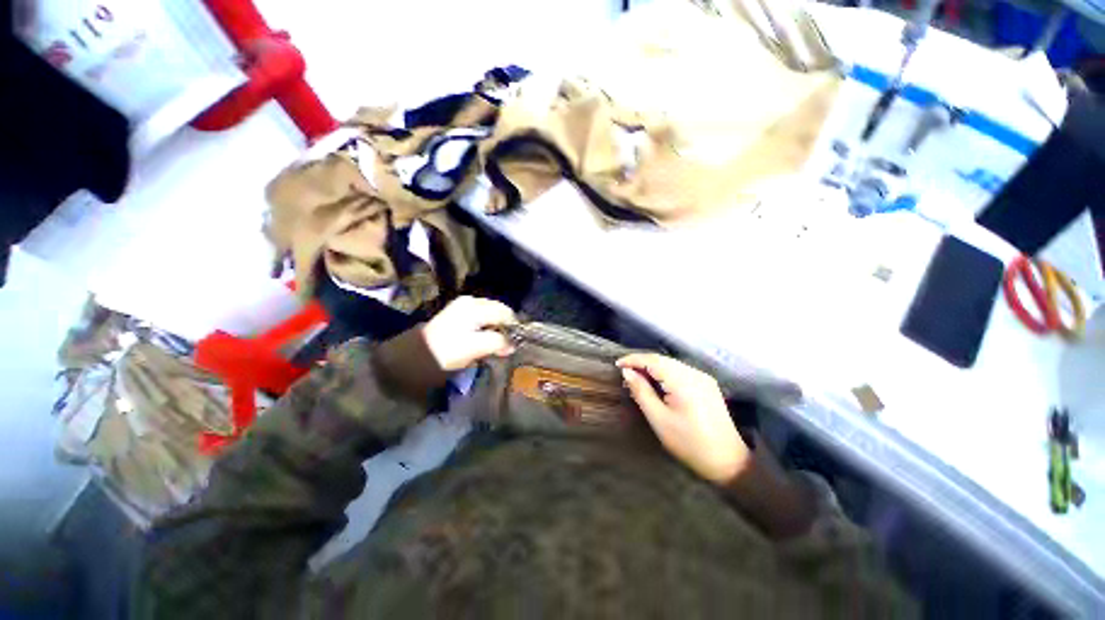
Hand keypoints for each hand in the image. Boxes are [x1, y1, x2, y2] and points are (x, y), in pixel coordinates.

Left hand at [422, 296, 516, 371]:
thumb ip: (497, 342)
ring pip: (490, 316)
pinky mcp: (457, 315)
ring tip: (497, 346)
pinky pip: (480, 320)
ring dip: (496, 330)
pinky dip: (486, 329)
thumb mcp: (474, 347)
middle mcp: (471, 301)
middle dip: (505, 328)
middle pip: (499, 312)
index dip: (514, 328)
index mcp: (476, 306)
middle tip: (508, 347)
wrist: (412, 356)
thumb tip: (512, 345)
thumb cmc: (446, 350)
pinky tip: (484, 342)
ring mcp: (463, 307)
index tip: (516, 344)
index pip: (506, 313)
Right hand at [618, 353, 749, 484]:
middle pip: (663, 359)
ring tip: (637, 378)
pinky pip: (680, 371)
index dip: (633, 360)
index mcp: (683, 381)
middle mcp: (695, 373)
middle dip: (642, 362)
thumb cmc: (689, 444)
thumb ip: (641, 392)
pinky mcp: (706, 384)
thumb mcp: (659, 419)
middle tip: (624, 373)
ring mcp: (703, 378)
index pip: (653, 360)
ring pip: (671, 364)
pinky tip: (656, 383)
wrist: (728, 461)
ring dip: (652, 367)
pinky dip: (665, 373)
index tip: (617, 365)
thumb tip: (627, 372)